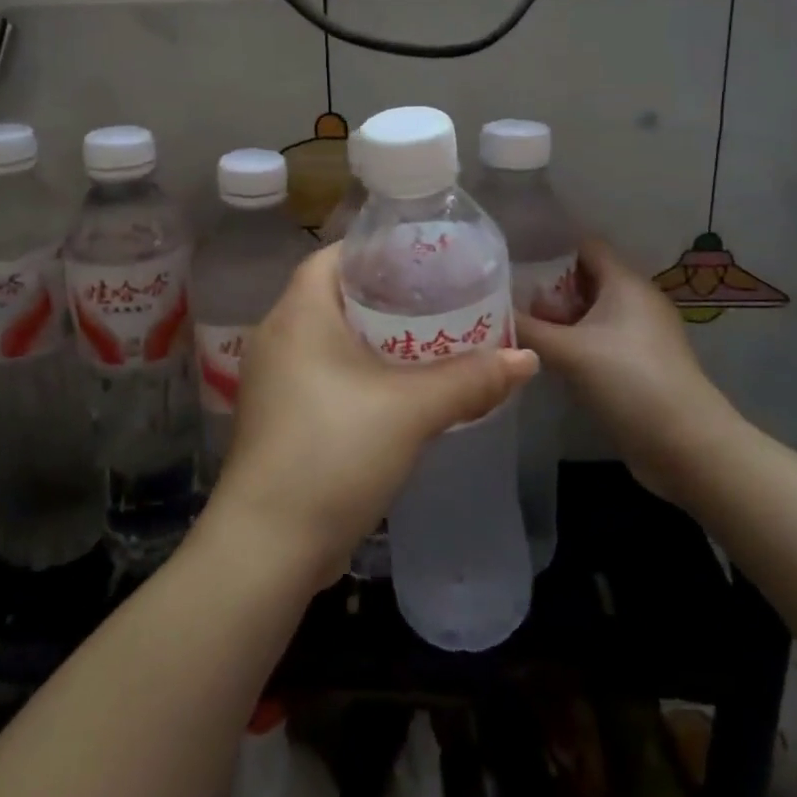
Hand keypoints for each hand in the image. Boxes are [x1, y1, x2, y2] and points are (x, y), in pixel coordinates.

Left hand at [212, 244, 537, 586]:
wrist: (269, 545)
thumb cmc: (334, 452)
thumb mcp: (411, 410)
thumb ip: (470, 380)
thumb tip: (526, 359)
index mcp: (298, 314)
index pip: (334, 256)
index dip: (377, 251)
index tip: (422, 258)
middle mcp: (277, 337)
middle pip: (335, 297)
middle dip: (386, 296)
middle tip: (437, 299)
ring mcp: (273, 380)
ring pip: (329, 340)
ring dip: (374, 339)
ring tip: (427, 340)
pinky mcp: (279, 417)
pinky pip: (323, 374)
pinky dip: (358, 372)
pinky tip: (397, 390)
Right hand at [515, 240, 738, 504]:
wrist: (686, 445)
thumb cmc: (628, 381)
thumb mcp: (568, 352)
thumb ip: (526, 328)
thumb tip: (491, 312)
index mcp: (625, 283)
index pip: (585, 246)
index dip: (549, 248)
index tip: (512, 260)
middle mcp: (635, 301)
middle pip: (584, 280)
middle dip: (546, 289)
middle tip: (504, 300)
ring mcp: (639, 335)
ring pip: (590, 314)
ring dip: (557, 320)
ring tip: (516, 327)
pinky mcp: (638, 365)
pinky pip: (598, 340)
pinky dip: (572, 343)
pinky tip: (544, 357)